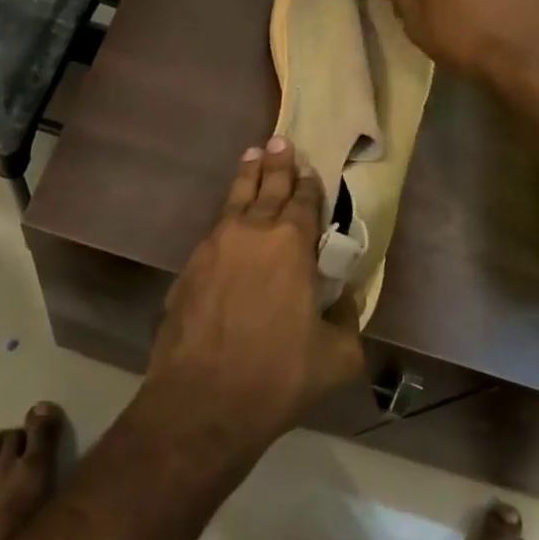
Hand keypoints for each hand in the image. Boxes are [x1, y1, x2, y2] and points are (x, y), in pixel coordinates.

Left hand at [144, 138, 364, 461]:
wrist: (202, 399)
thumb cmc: (278, 375)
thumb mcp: (337, 356)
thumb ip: (348, 320)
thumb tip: (345, 299)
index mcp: (291, 245)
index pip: (305, 202)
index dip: (310, 184)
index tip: (311, 167)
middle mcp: (253, 233)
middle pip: (268, 188)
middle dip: (277, 164)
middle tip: (280, 140)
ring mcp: (216, 245)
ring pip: (236, 199)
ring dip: (248, 176)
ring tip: (253, 155)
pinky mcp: (190, 265)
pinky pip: (216, 227)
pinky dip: (227, 213)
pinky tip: (229, 215)